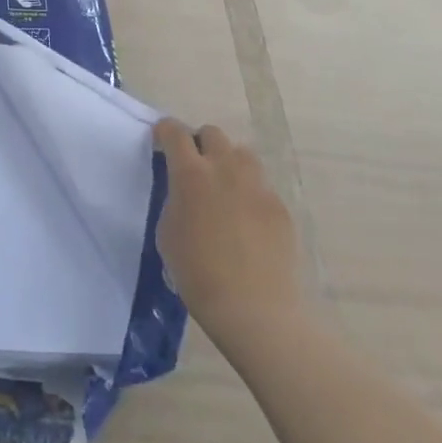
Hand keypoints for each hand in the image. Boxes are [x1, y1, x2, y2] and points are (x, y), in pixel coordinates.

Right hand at [154, 119, 304, 349]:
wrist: (255, 311)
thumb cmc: (198, 274)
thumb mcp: (168, 233)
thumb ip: (175, 200)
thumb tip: (185, 193)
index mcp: (191, 174)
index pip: (175, 132)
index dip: (166, 131)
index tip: (162, 140)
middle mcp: (225, 169)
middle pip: (212, 134)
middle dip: (201, 143)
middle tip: (196, 168)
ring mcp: (257, 186)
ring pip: (242, 155)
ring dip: (229, 163)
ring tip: (226, 189)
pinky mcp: (279, 207)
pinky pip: (262, 187)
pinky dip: (251, 195)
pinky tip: (248, 223)